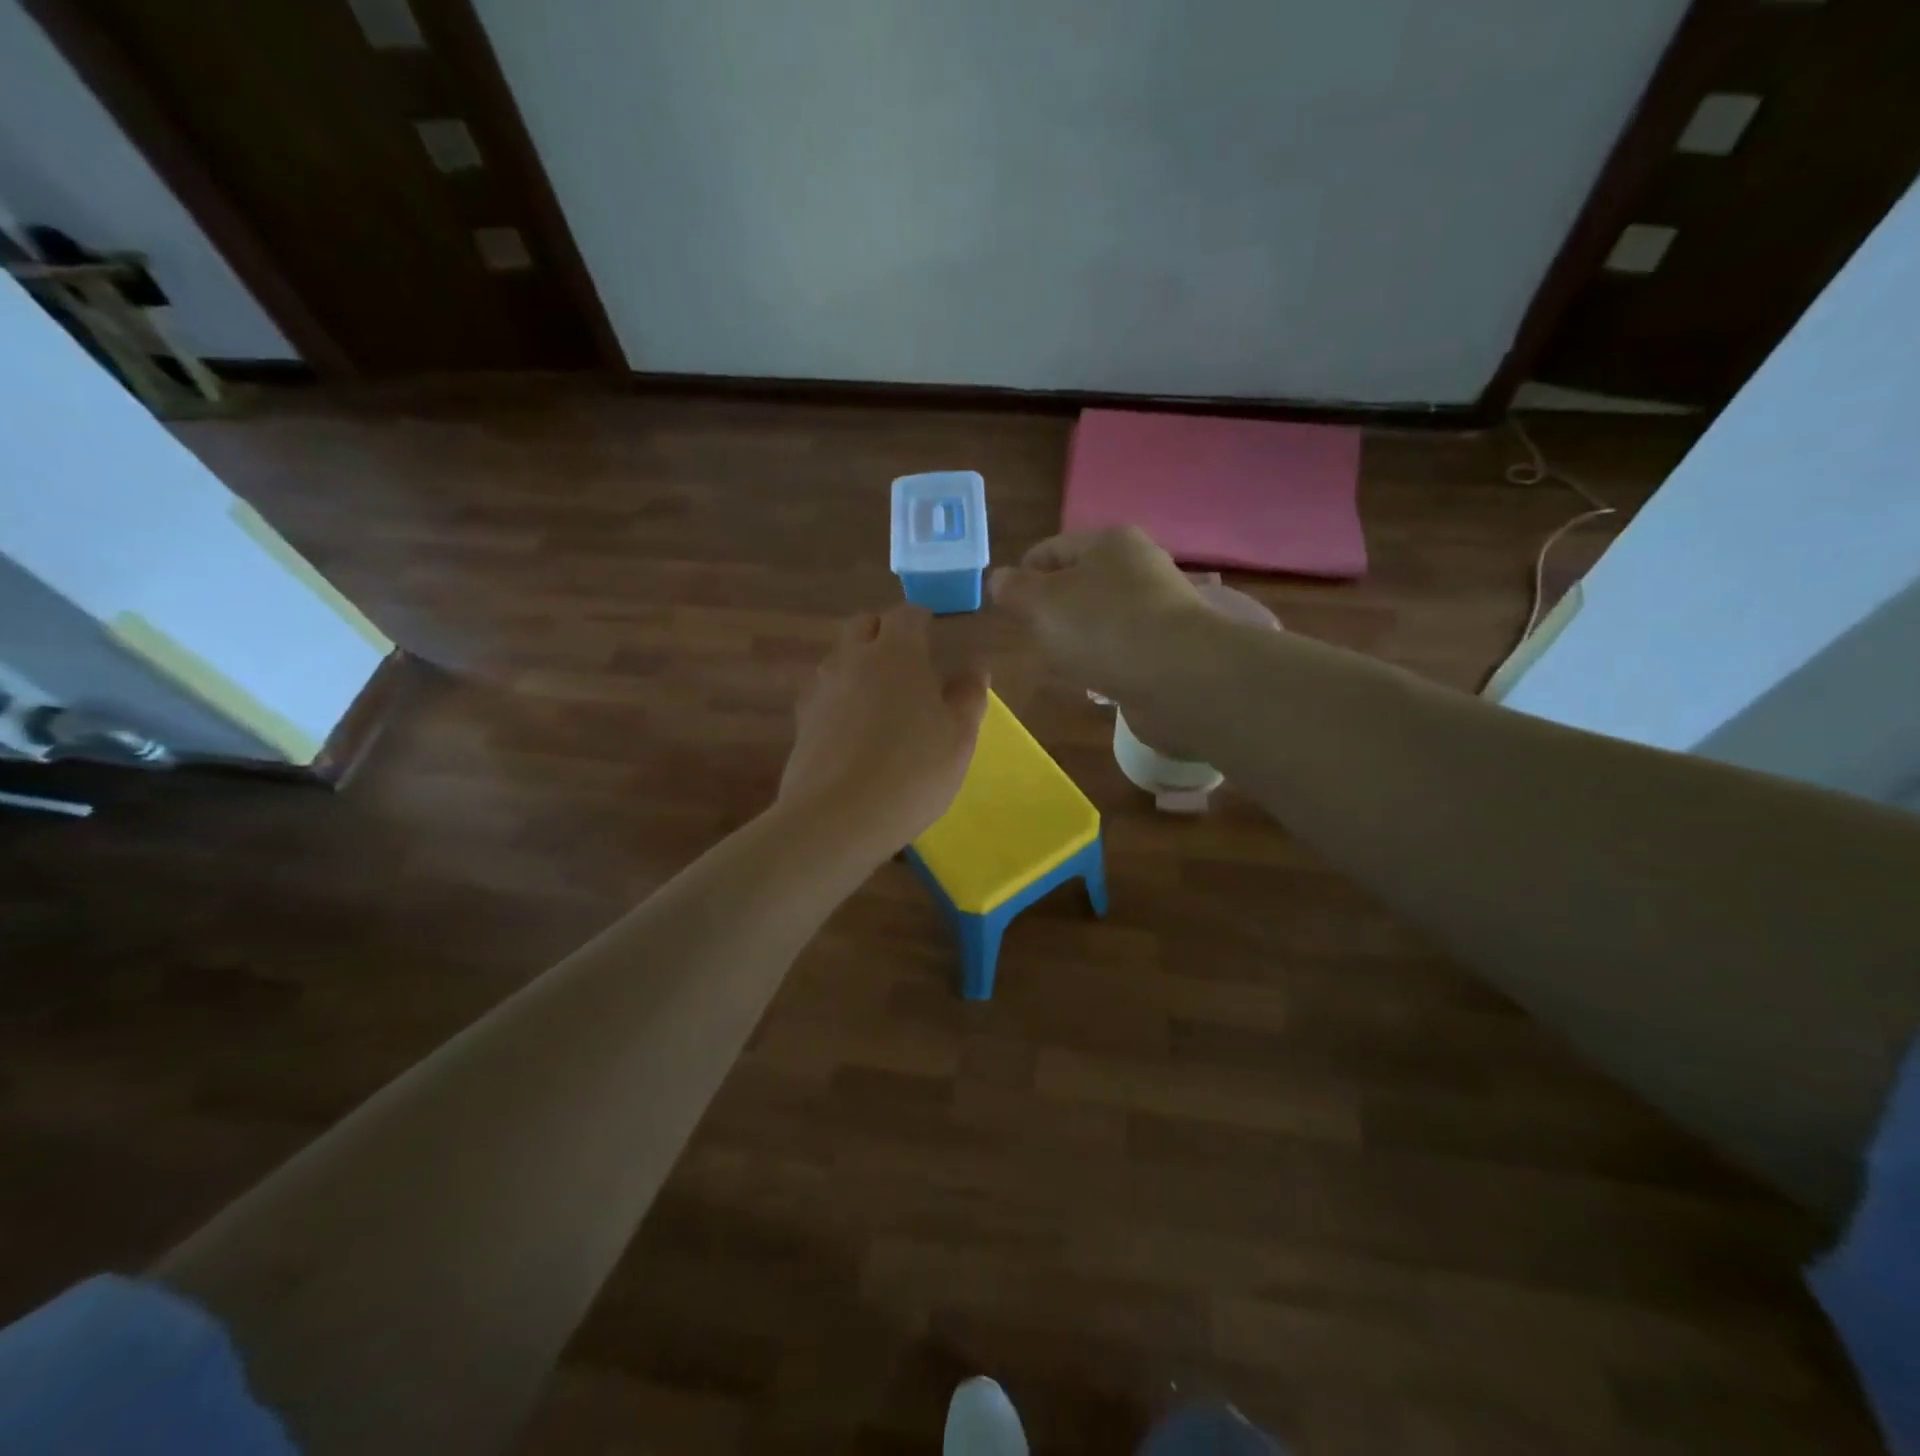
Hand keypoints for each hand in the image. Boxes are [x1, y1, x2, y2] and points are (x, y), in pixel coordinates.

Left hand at [778, 606, 988, 861]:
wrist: (837, 818)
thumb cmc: (912, 772)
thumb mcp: (959, 737)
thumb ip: (969, 696)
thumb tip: (974, 668)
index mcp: (896, 652)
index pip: (907, 614)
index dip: (922, 622)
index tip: (934, 639)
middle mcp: (852, 658)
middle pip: (863, 625)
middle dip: (884, 633)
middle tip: (908, 664)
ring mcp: (821, 688)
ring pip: (840, 658)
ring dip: (860, 665)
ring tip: (881, 700)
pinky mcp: (802, 720)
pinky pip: (825, 693)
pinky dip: (841, 698)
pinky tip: (855, 730)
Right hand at [989, 526, 1207, 701]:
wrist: (1181, 677)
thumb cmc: (1103, 628)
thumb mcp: (1041, 603)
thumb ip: (1014, 589)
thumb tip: (998, 579)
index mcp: (1109, 542)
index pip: (1052, 549)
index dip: (1022, 574)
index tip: (1003, 607)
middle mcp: (1139, 567)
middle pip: (1080, 582)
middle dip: (1051, 608)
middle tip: (1029, 637)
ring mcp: (1159, 608)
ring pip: (1101, 617)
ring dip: (1078, 637)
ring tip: (1058, 662)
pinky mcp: (1170, 647)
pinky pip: (1123, 648)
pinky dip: (1104, 660)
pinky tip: (1094, 680)